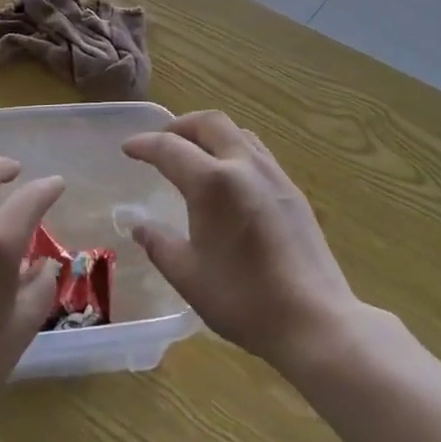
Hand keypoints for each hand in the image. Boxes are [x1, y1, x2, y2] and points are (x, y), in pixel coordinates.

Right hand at [121, 111, 358, 372]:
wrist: (313, 319)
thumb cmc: (243, 299)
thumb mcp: (188, 275)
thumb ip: (158, 243)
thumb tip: (137, 225)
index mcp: (212, 183)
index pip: (169, 148)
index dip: (144, 144)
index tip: (127, 148)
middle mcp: (243, 166)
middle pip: (209, 123)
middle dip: (179, 126)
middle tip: (161, 143)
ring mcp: (273, 174)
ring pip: (237, 132)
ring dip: (209, 134)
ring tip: (194, 155)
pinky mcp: (292, 190)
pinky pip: (257, 152)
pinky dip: (233, 149)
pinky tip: (228, 178)